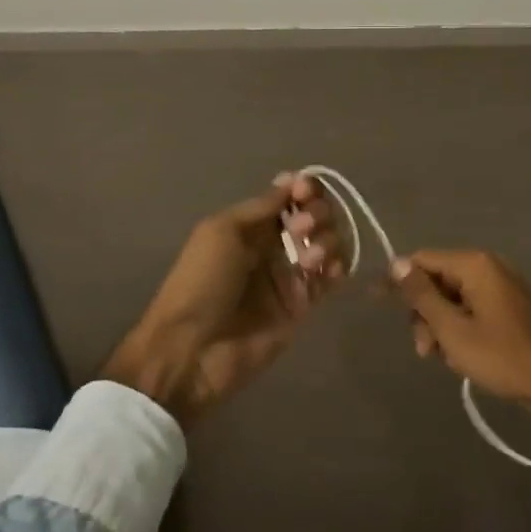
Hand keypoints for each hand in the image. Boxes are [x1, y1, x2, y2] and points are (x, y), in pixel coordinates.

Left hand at [103, 174, 345, 427]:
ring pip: (327, 244)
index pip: (289, 198)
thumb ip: (261, 207)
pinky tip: (327, 270)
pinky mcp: (303, 306)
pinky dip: (338, 267)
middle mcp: (273, 247)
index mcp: (250, 226)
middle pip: (313, 217)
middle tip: (301, 229)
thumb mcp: (222, 231)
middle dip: (316, 213)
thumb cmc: (200, 283)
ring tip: (309, 259)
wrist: (192, 350)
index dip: (304, 189)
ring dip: (327, 240)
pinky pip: (331, 279)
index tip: (304, 192)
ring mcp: (290, 277)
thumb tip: (292, 181)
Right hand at [390, 250, 530, 423]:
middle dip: (424, 313)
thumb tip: (396, 263)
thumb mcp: (452, 329)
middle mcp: (488, 267)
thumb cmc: (500, 356)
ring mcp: (501, 286)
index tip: (380, 306)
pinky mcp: (508, 306)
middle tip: (425, 350)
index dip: (399, 282)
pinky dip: (460, 329)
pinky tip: (461, 356)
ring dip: (440, 326)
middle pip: (436, 280)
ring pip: (452, 298)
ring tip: (444, 358)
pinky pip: (471, 308)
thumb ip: (421, 295)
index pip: (421, 260)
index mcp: (474, 265)